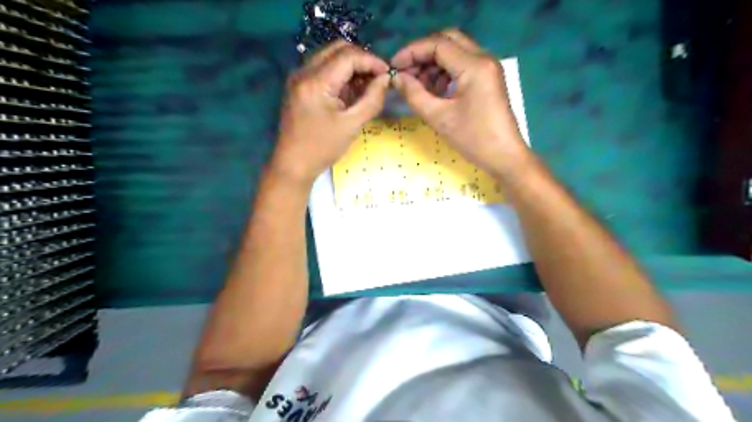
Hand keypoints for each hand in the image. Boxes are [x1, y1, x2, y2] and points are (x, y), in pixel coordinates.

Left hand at [270, 41, 387, 185]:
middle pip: (338, 49)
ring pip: (330, 56)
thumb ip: (372, 100)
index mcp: (315, 81)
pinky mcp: (299, 85)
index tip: (388, 75)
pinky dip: (340, 74)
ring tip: (367, 86)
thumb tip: (386, 79)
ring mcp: (298, 77)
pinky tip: (351, 91)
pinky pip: (323, 69)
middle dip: (362, 60)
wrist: (293, 164)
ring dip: (351, 66)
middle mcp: (303, 71)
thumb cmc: (323, 148)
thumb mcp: (352, 125)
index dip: (371, 61)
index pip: (348, 56)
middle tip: (378, 78)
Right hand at [391, 28, 531, 176]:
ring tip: (418, 86)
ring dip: (433, 63)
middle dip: (423, 54)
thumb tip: (397, 78)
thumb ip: (414, 95)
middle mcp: (483, 58)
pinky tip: (435, 91)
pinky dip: (445, 72)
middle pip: (447, 40)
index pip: (438, 44)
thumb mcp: (439, 118)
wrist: (504, 156)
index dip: (412, 52)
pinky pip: (463, 64)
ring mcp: (488, 67)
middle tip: (406, 73)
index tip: (394, 67)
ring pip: (455, 51)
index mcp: (474, 65)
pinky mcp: (488, 78)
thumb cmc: (473, 139)